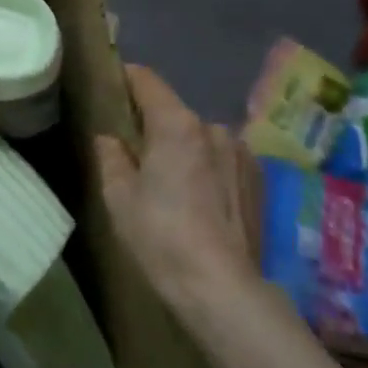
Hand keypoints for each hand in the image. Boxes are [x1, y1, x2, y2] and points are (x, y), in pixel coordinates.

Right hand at [96, 64, 260, 323]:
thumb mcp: (118, 197)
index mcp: (176, 125)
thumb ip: (111, 157)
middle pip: (174, 113)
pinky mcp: (258, 180)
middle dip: (154, 126)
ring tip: (170, 182)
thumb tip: (110, 139)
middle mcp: (213, 128)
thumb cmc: (160, 236)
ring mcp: (241, 154)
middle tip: (134, 152)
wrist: (222, 288)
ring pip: (200, 139)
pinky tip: (198, 201)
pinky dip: (206, 169)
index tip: (111, 86)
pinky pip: (221, 160)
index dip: (126, 79)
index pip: (147, 81)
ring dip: (184, 149)